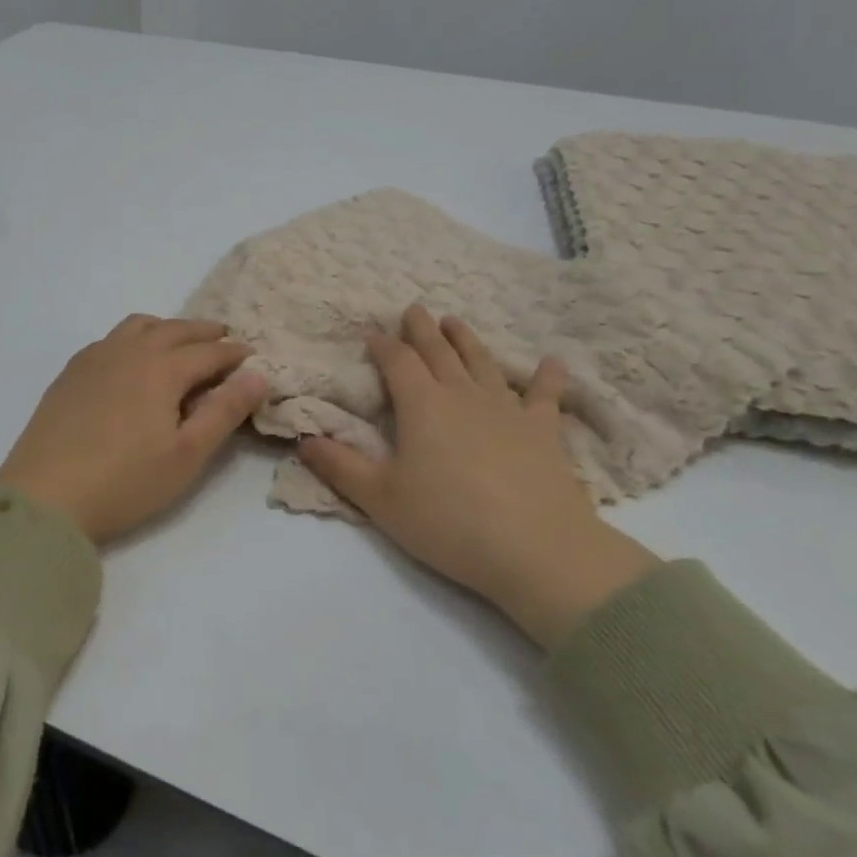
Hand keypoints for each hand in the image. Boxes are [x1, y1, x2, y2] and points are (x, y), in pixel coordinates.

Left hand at [0, 316, 268, 545]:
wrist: (45, 498)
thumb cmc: (125, 481)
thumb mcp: (187, 454)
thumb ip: (224, 411)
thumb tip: (258, 374)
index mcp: (162, 367)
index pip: (208, 352)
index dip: (234, 353)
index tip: (253, 357)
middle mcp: (129, 351)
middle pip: (174, 329)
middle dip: (204, 333)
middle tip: (223, 340)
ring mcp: (95, 358)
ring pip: (138, 326)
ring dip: (166, 328)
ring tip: (179, 344)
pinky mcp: (70, 373)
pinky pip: (110, 339)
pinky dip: (133, 339)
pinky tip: (131, 361)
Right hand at [298, 304, 658, 648]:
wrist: (536, 548)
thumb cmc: (448, 522)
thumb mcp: (381, 499)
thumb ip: (340, 467)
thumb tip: (303, 440)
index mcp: (422, 405)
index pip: (398, 362)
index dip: (383, 346)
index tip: (372, 334)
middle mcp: (463, 396)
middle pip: (439, 352)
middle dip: (423, 330)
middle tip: (415, 308)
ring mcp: (507, 409)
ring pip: (482, 363)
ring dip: (467, 340)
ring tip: (456, 321)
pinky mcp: (543, 431)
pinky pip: (545, 396)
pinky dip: (548, 377)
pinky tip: (553, 362)